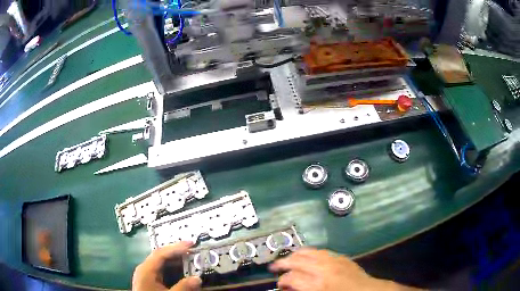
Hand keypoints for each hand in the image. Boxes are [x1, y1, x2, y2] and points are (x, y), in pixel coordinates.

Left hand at [132, 241, 201, 290]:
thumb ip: (183, 287)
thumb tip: (197, 279)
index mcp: (146, 269)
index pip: (161, 253)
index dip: (176, 247)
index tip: (191, 244)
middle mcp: (144, 269)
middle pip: (161, 256)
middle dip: (177, 253)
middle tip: (193, 251)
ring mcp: (146, 275)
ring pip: (161, 263)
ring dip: (176, 261)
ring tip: (190, 260)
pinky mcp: (149, 281)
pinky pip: (161, 270)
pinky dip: (172, 269)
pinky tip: (181, 271)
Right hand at [270, 248, 419, 290]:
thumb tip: (288, 288)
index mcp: (317, 284)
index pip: (291, 278)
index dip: (282, 281)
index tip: (279, 285)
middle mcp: (323, 269)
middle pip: (297, 261)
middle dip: (282, 263)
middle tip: (274, 267)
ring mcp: (333, 260)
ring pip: (308, 252)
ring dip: (295, 255)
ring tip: (287, 259)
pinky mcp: (341, 257)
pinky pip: (321, 251)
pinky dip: (310, 253)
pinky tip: (306, 256)